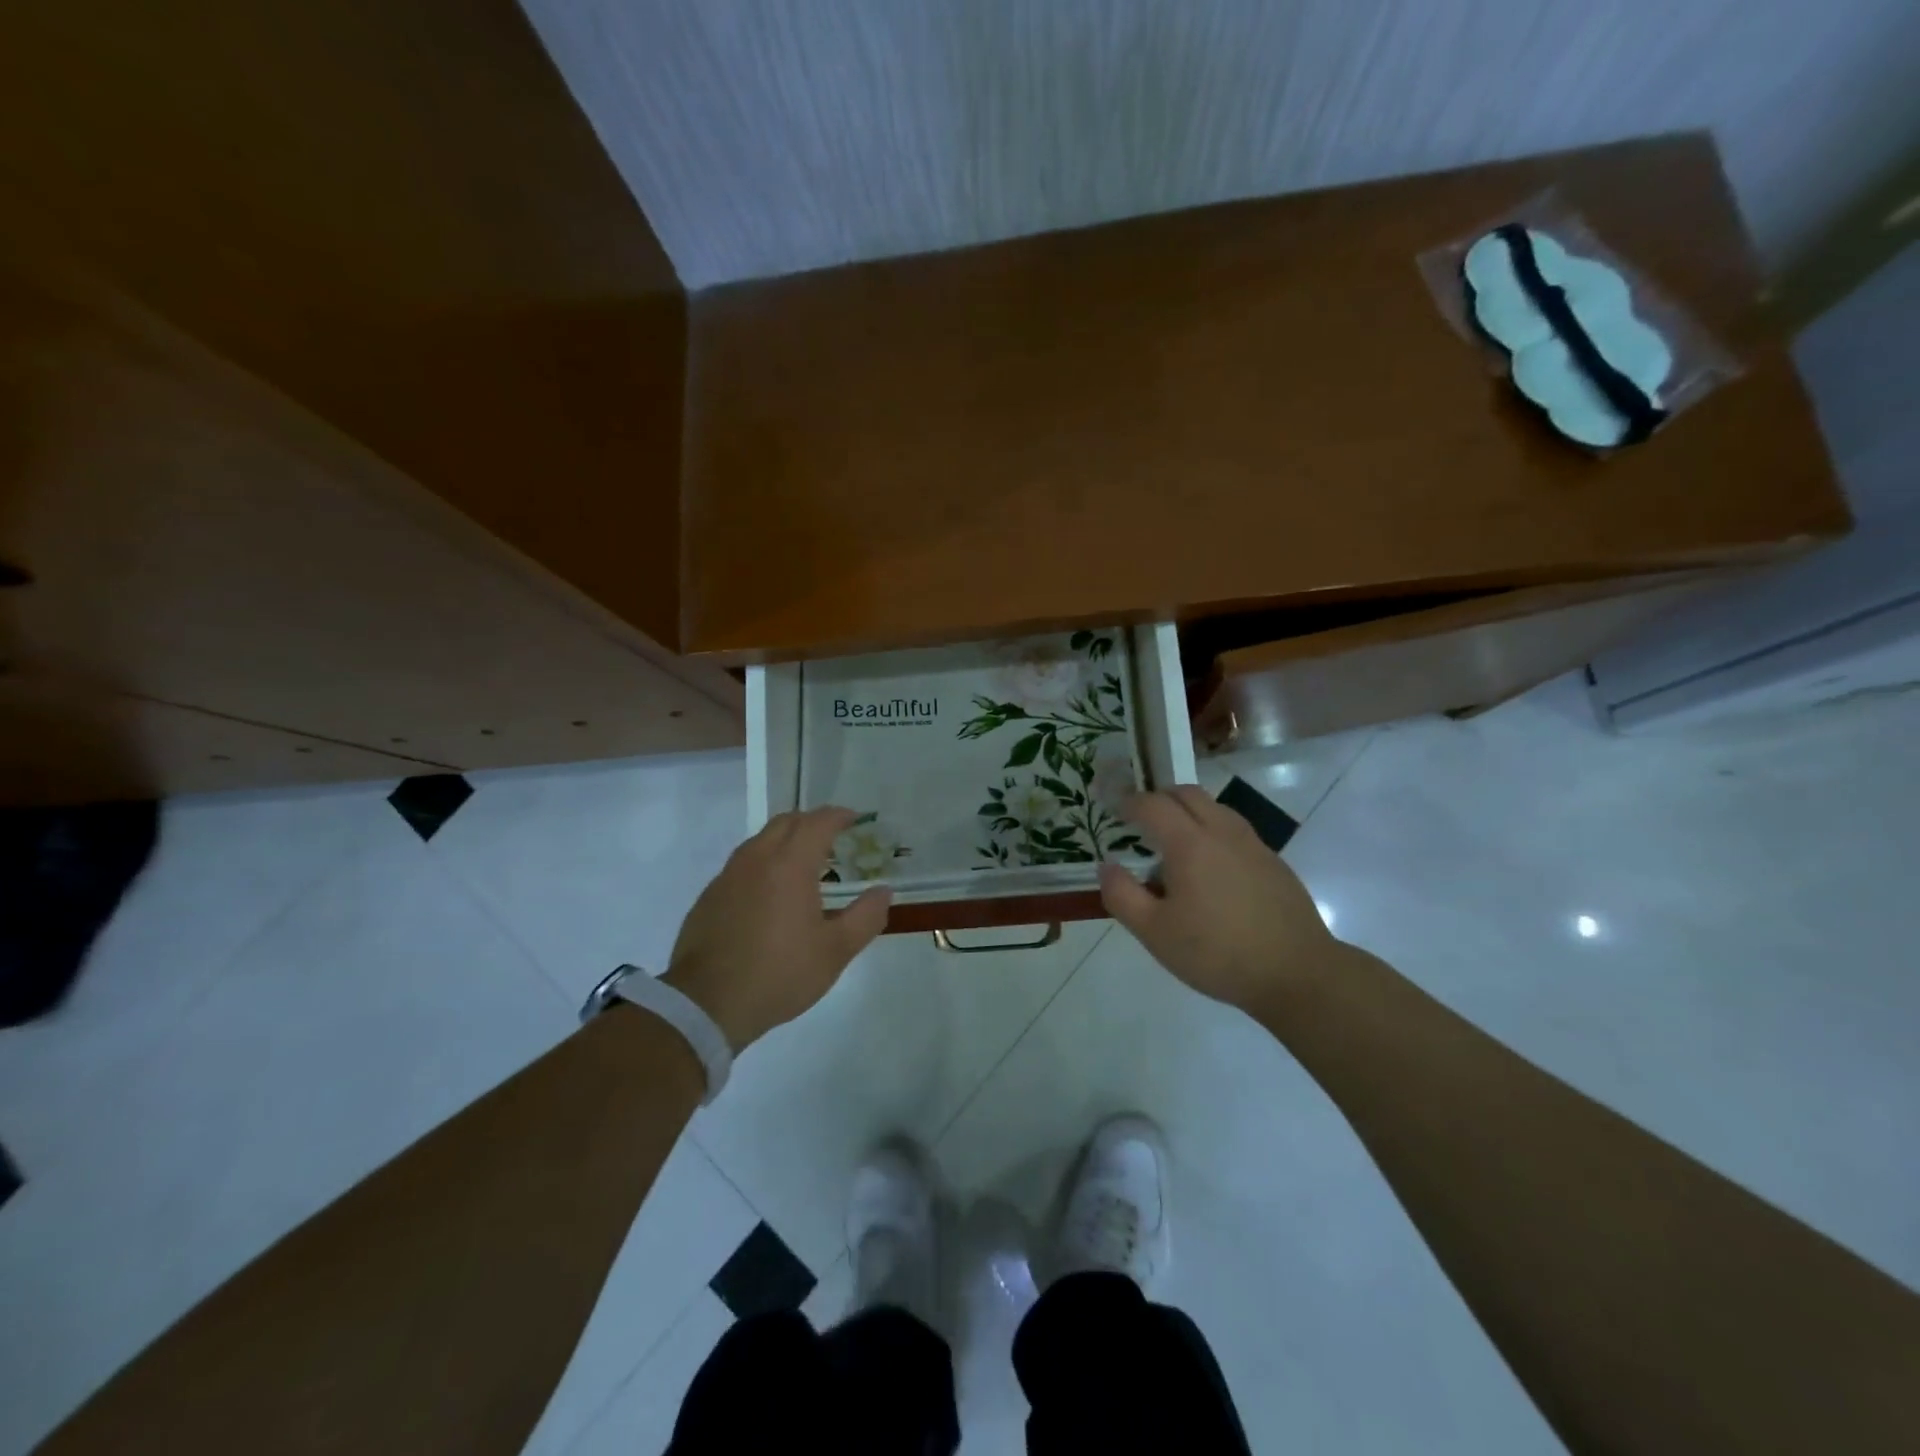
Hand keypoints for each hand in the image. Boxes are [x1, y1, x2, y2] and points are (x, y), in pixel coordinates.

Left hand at [663, 807, 890, 1049]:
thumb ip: (865, 917)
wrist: (706, 1004)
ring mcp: (727, 876)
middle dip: (811, 822)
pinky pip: (741, 865)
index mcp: (790, 864)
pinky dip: (762, 865)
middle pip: (786, 822)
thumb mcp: (835, 951)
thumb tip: (883, 892)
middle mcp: (756, 859)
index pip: (817, 822)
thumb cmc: (779, 973)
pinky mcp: (709, 897)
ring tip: (802, 865)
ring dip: (784, 841)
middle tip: (831, 838)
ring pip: (760, 841)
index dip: (839, 816)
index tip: (854, 819)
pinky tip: (769, 895)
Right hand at [1097, 786, 1342, 1017]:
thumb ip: (1122, 895)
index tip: (1114, 809)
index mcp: (1190, 844)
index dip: (1129, 803)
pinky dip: (1212, 831)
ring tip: (1174, 842)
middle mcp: (1222, 832)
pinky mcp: (1273, 862)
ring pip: (1215, 808)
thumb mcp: (1155, 933)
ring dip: (1188, 812)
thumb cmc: (1217, 953)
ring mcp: (1253, 845)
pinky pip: (1234, 830)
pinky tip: (1209, 868)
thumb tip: (1107, 866)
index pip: (1153, 805)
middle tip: (1141, 819)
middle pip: (1187, 794)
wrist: (1297, 973)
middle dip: (1159, 798)